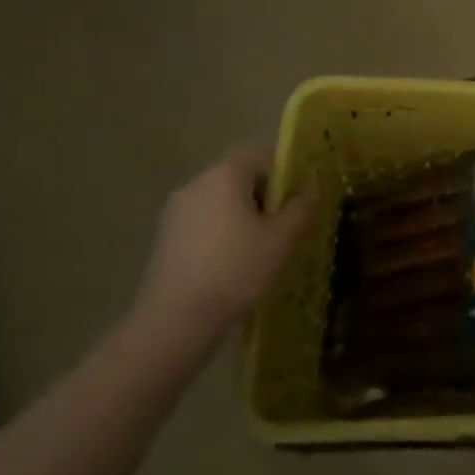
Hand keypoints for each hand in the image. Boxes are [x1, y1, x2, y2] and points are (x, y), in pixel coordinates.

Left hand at [133, 147, 311, 344]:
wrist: (175, 320)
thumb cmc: (236, 269)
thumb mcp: (280, 239)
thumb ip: (299, 208)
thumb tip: (310, 189)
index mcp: (224, 175)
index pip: (260, 155)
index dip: (284, 172)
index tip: (298, 198)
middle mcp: (196, 184)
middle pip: (238, 176)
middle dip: (264, 195)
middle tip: (284, 225)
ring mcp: (175, 211)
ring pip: (219, 201)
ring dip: (242, 215)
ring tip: (260, 247)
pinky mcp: (165, 237)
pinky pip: (203, 222)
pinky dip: (221, 232)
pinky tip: (232, 263)